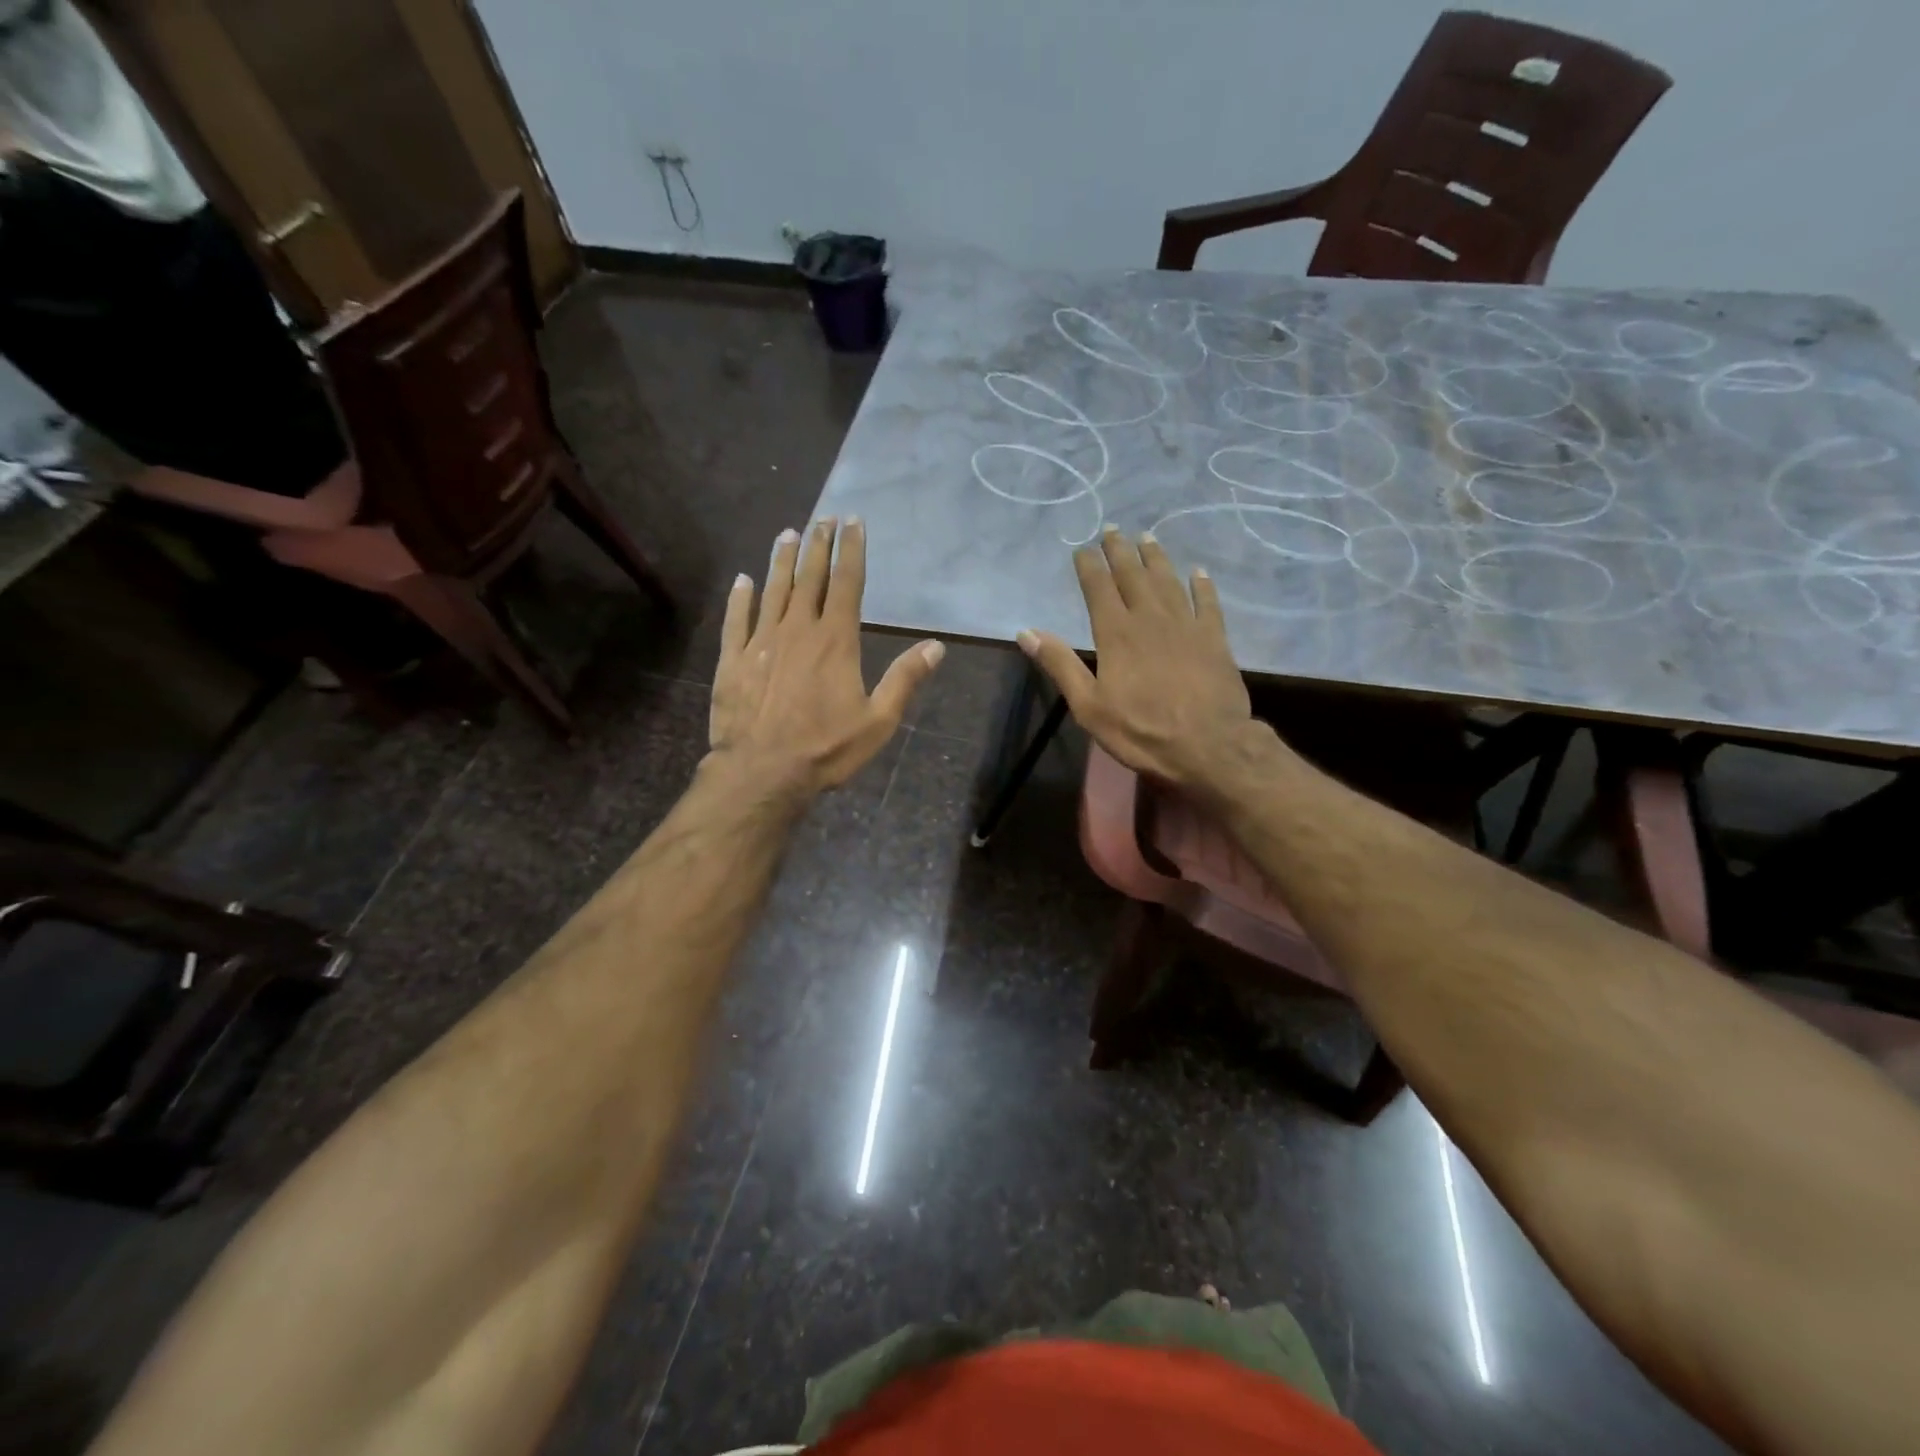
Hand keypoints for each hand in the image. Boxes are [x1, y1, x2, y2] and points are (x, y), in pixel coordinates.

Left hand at [710, 518, 943, 797]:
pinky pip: (736, 620)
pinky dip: (740, 598)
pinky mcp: (733, 660)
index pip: (847, 583)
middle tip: (822, 518)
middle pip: (809, 578)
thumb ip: (905, 680)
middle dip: (817, 545)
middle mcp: (798, 630)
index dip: (851, 550)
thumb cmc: (826, 748)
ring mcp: (761, 642)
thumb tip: (936, 646)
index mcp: (836, 641)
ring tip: (787, 534)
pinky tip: (743, 580)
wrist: (762, 772)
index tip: (853, 522)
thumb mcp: (878, 721)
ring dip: (781, 561)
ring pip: (773, 590)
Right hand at [1020, 527, 1260, 792]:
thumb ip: (1059, 664)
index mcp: (1116, 633)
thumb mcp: (1088, 705)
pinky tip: (1198, 572)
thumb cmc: (1141, 730)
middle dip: (1120, 551)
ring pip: (1168, 581)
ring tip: (1147, 538)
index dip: (1089, 565)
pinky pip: (1207, 603)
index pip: (1098, 588)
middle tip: (1113, 529)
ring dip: (1156, 558)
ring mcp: (1186, 625)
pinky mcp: (1214, 639)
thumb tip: (1025, 632)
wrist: (1208, 746)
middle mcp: (1150, 618)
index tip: (1083, 548)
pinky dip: (1202, 586)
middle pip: (1133, 575)